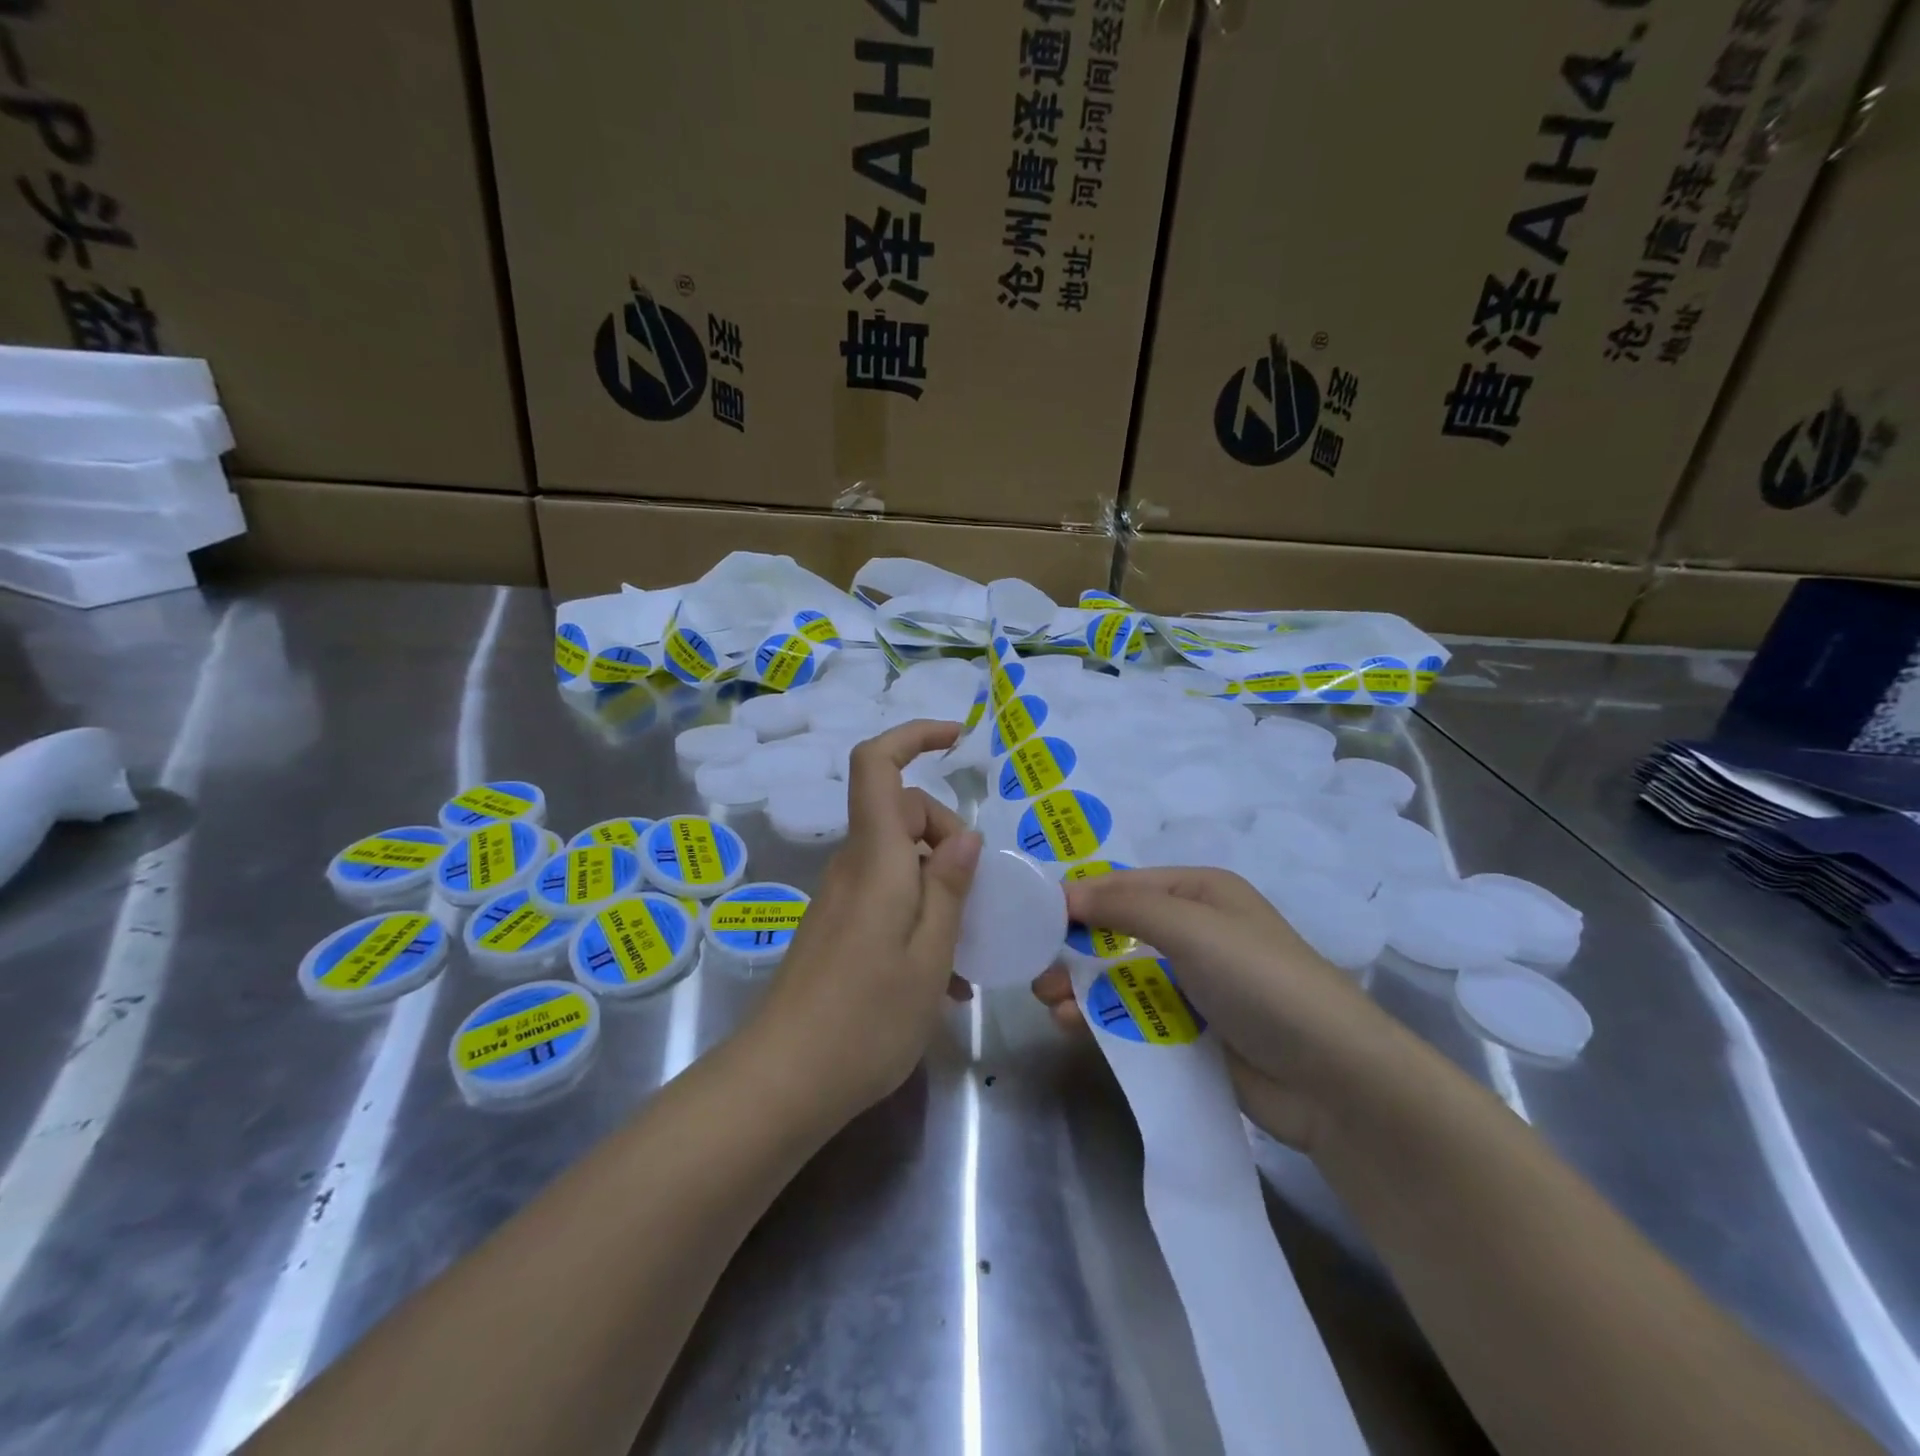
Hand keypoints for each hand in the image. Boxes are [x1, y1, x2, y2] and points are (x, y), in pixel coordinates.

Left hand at [754, 720, 982, 1119]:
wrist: (783, 1082)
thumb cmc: (866, 1019)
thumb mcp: (929, 954)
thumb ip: (950, 887)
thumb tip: (965, 835)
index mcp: (876, 858)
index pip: (877, 765)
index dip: (914, 735)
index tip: (958, 739)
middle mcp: (854, 867)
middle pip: (902, 812)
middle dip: (948, 834)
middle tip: (977, 895)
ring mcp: (842, 898)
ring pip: (900, 859)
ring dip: (940, 885)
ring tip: (969, 950)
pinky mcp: (838, 928)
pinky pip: (888, 897)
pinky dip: (921, 917)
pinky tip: (945, 979)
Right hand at [1033, 867, 1411, 1152]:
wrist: (1334, 1079)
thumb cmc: (1261, 981)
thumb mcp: (1193, 928)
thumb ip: (1124, 906)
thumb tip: (1062, 893)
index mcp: (1200, 893)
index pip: (1124, 885)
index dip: (1078, 897)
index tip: (1031, 917)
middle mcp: (1195, 932)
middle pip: (1117, 931)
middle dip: (1074, 946)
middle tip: (1035, 969)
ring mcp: (1193, 985)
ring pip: (1120, 976)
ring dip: (1082, 984)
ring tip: (1049, 1002)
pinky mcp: (1192, 1032)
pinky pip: (1135, 1015)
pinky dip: (1103, 1017)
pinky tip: (1074, 1026)